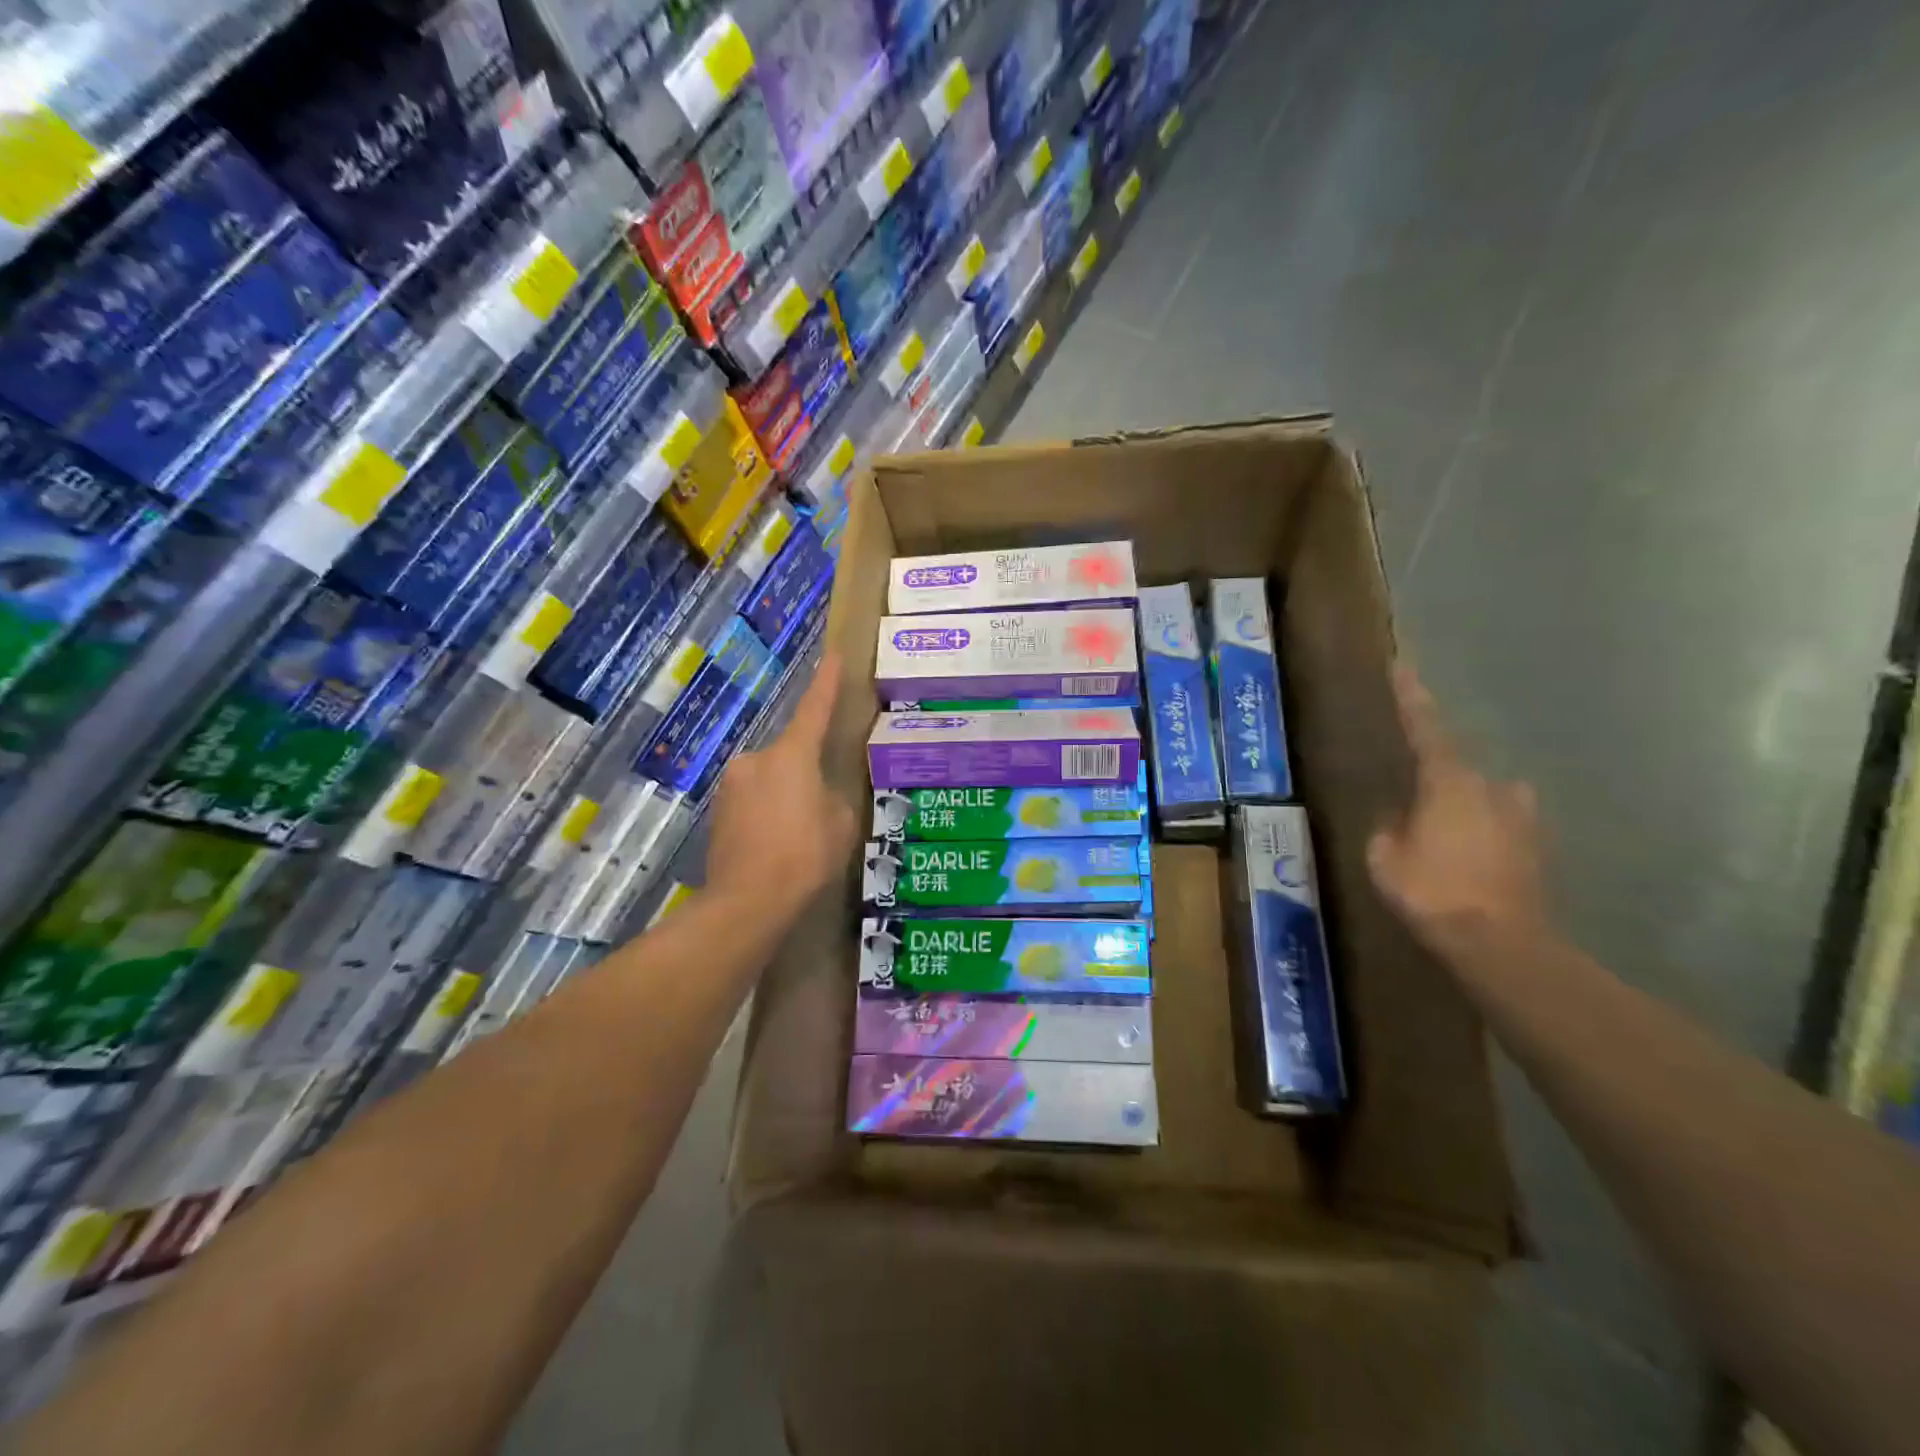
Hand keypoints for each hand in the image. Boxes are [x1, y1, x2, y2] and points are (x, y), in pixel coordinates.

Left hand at [706, 651, 857, 923]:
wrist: (747, 902)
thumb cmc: (804, 857)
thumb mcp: (841, 825)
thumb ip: (833, 798)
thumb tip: (820, 795)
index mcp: (792, 755)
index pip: (814, 708)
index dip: (827, 681)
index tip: (833, 654)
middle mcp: (756, 759)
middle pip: (790, 755)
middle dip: (805, 774)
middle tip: (821, 809)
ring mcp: (731, 785)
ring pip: (770, 781)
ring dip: (785, 797)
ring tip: (799, 837)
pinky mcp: (717, 812)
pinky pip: (753, 802)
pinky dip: (767, 815)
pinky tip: (777, 847)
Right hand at [1367, 664, 1547, 952]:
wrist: (1502, 945)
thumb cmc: (1432, 891)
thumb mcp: (1384, 857)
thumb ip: (1388, 826)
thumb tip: (1397, 814)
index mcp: (1450, 782)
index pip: (1425, 728)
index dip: (1411, 697)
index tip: (1401, 664)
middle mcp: (1493, 789)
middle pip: (1458, 770)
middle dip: (1435, 782)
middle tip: (1412, 806)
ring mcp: (1523, 819)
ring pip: (1484, 800)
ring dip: (1462, 811)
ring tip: (1440, 839)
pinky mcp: (1538, 850)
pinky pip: (1500, 829)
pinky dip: (1480, 837)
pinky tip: (1466, 864)